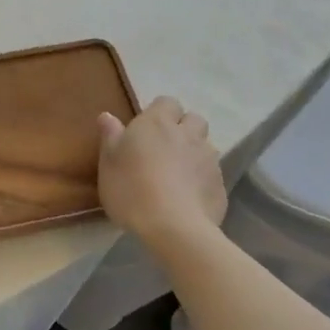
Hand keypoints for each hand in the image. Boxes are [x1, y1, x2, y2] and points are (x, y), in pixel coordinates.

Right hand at [96, 97, 226, 240]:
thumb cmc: (131, 189)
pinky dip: (203, 179)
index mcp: (157, 123)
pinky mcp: (221, 185)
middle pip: (194, 119)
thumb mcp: (108, 163)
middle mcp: (187, 134)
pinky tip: (189, 197)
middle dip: (184, 128)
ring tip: (178, 174)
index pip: (167, 102)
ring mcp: (209, 160)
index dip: (160, 112)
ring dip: (195, 153)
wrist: (173, 228)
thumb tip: (108, 115)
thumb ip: (110, 136)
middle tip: (165, 148)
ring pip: (206, 146)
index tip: (146, 130)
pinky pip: (212, 174)